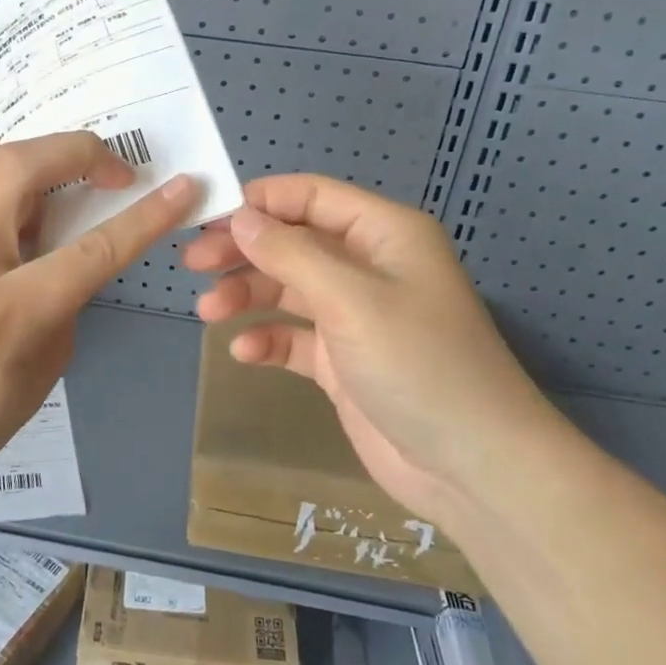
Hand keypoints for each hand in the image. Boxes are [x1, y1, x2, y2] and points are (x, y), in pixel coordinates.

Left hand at [0, 132, 199, 487]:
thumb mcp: (53, 356)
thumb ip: (72, 287)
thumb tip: (84, 233)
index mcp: (5, 312)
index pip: (89, 249)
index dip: (144, 215)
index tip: (183, 188)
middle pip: (20, 167)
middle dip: (80, 152)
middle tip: (113, 174)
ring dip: (24, 154)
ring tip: (48, 185)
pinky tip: (8, 201)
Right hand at [181, 174, 566, 524]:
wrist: (472, 467)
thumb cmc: (418, 364)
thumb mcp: (351, 299)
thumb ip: (291, 253)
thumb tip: (241, 217)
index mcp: (383, 233)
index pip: (311, 197)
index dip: (259, 202)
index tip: (208, 218)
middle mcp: (368, 266)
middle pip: (293, 242)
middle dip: (243, 250)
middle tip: (192, 263)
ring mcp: (355, 316)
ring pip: (288, 288)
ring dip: (247, 295)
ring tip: (208, 311)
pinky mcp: (343, 361)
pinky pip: (294, 337)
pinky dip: (268, 339)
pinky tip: (245, 352)